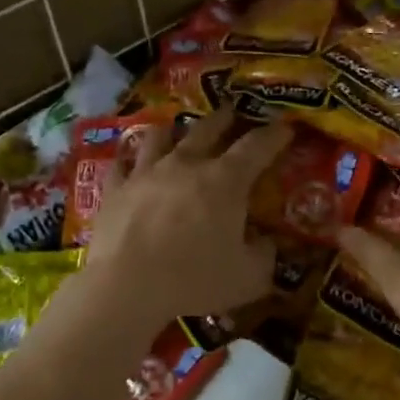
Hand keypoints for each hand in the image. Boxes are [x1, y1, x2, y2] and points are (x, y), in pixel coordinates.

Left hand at [84, 110, 291, 326]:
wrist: (126, 286)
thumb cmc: (194, 280)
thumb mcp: (248, 277)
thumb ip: (264, 255)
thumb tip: (267, 242)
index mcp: (225, 181)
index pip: (257, 146)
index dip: (275, 135)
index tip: (285, 128)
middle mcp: (185, 164)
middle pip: (207, 129)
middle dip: (224, 118)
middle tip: (231, 112)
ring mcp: (145, 173)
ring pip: (159, 137)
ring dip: (171, 130)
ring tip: (174, 129)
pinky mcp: (115, 189)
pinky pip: (120, 165)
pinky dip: (127, 160)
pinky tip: (126, 161)